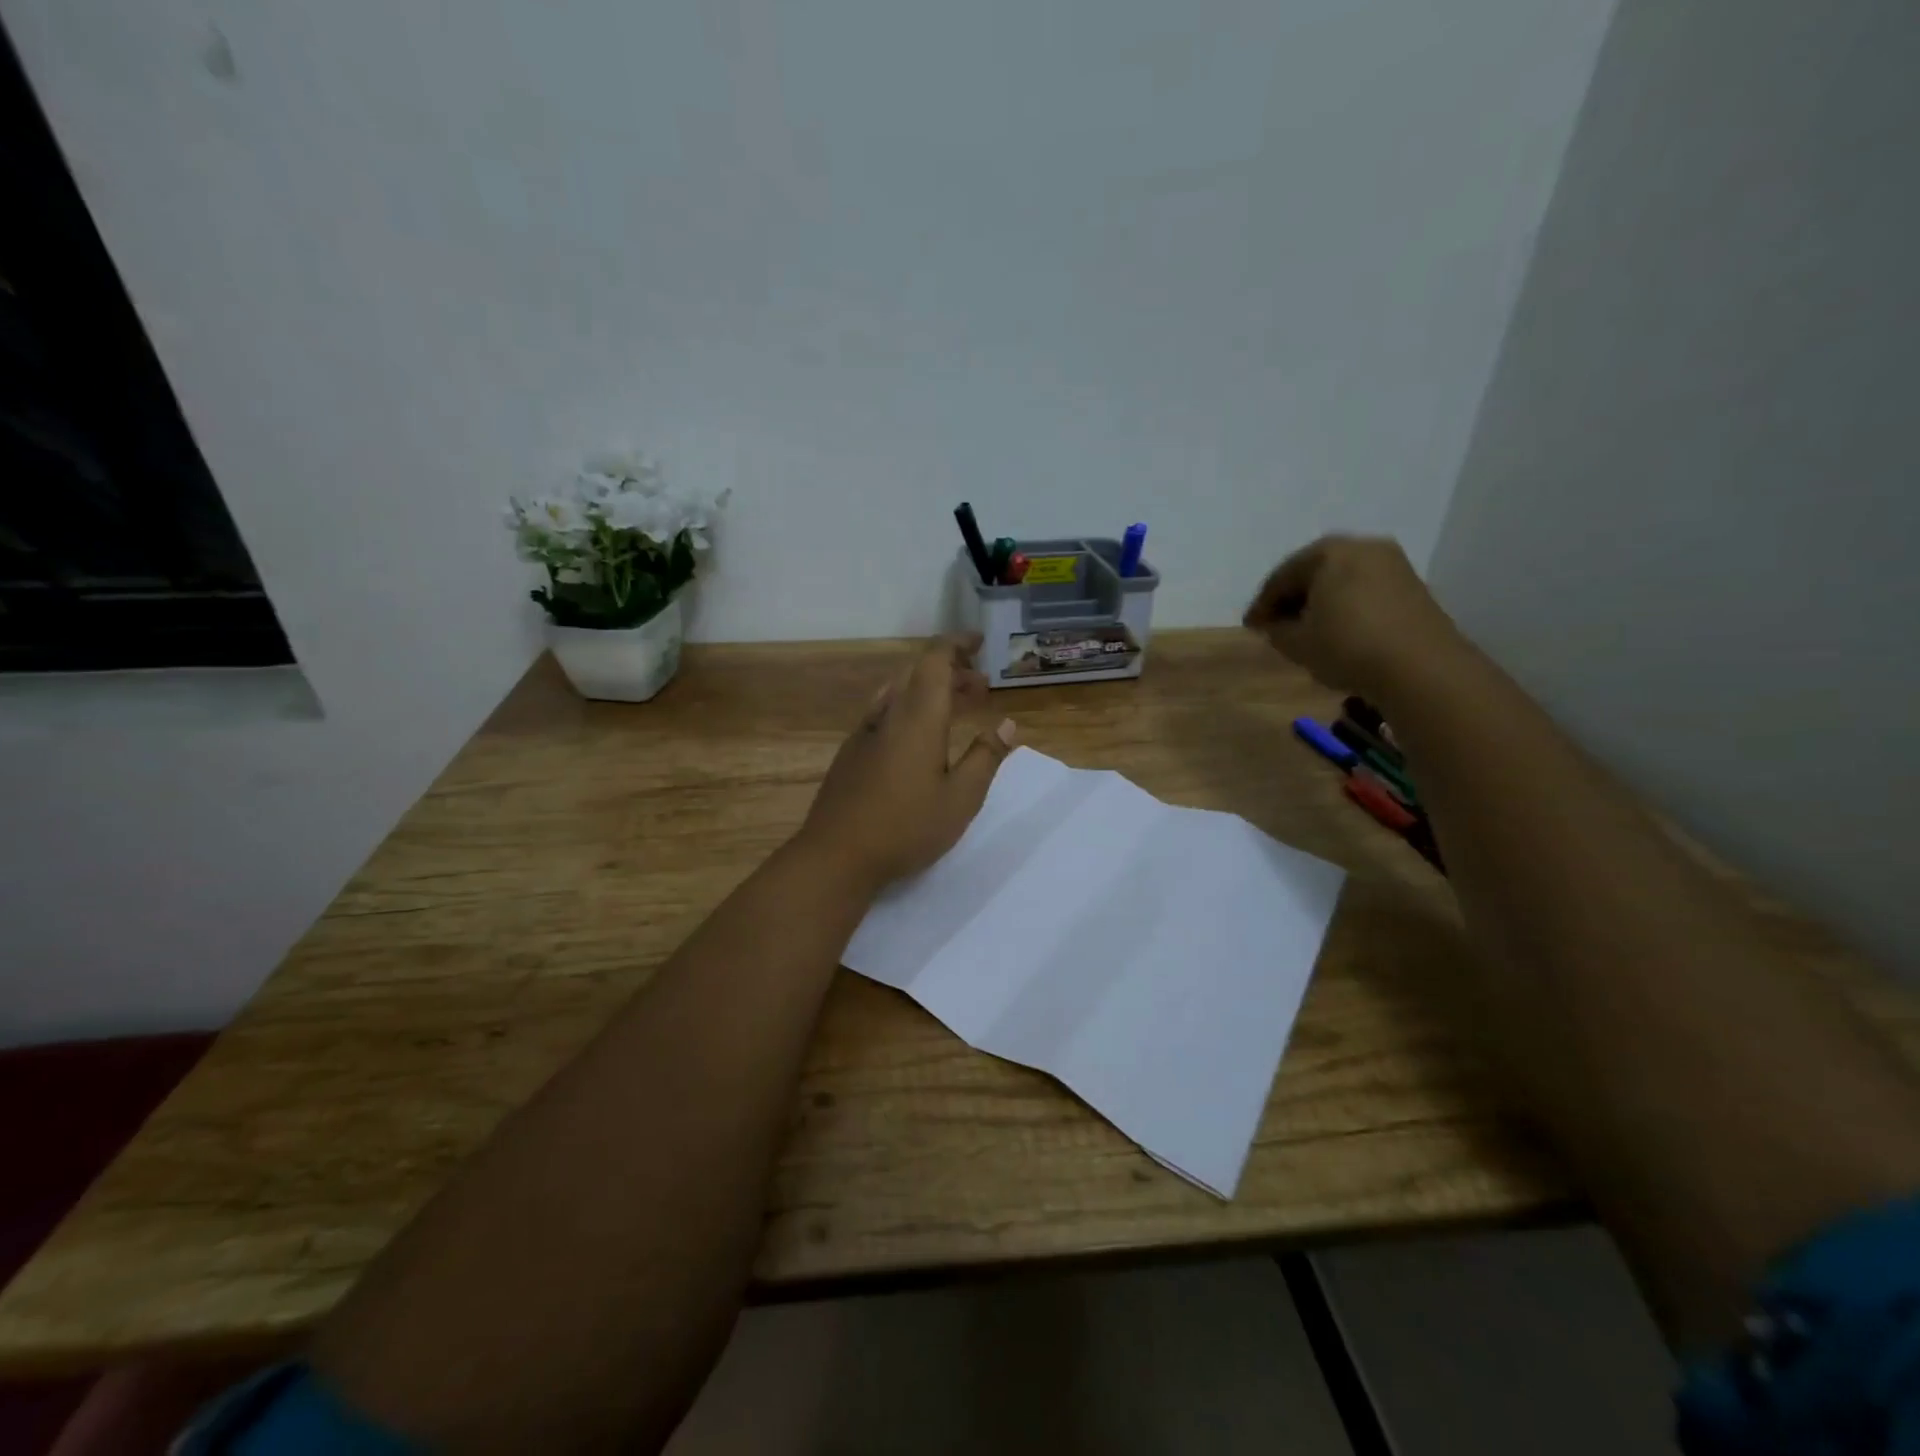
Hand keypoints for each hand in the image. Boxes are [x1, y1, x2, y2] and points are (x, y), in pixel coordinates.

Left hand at [798, 635, 1016, 890]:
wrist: (836, 855)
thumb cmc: (906, 827)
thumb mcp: (960, 798)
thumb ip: (985, 757)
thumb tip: (1008, 724)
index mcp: (917, 718)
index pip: (935, 661)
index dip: (957, 645)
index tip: (979, 642)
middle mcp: (888, 715)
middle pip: (917, 673)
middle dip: (950, 670)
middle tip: (980, 687)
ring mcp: (864, 733)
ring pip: (898, 692)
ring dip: (928, 689)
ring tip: (955, 707)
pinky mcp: (850, 753)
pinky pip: (884, 712)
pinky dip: (909, 708)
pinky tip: (917, 737)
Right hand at [1243, 535, 1465, 700]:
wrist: (1420, 667)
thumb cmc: (1347, 647)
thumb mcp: (1295, 643)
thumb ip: (1275, 629)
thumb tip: (1275, 623)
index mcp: (1328, 552)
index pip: (1282, 576)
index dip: (1262, 605)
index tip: (1250, 627)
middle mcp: (1362, 547)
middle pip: (1314, 572)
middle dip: (1293, 599)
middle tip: (1275, 625)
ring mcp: (1393, 564)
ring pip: (1342, 581)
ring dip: (1321, 603)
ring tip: (1306, 631)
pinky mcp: (1413, 586)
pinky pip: (1365, 591)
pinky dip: (1346, 607)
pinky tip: (1338, 632)